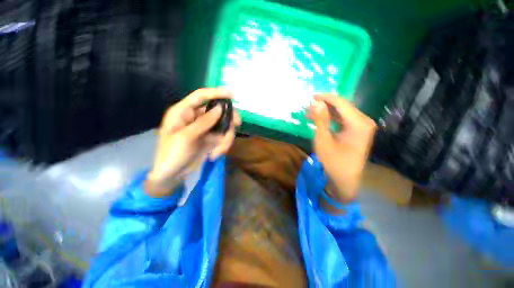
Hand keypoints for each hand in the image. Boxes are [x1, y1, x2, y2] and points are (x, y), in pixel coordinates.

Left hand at [145, 88, 240, 196]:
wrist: (172, 175)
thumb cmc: (171, 154)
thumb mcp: (186, 137)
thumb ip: (204, 122)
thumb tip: (220, 108)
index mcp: (183, 112)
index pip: (201, 96)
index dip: (217, 93)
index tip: (232, 95)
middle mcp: (196, 117)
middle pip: (217, 111)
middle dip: (228, 119)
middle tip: (237, 124)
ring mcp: (205, 128)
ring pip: (223, 126)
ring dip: (226, 138)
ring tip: (219, 151)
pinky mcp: (211, 138)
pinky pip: (223, 137)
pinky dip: (223, 146)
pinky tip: (215, 155)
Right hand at [309, 94, 376, 203]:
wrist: (345, 178)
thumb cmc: (333, 161)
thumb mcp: (323, 139)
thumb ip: (320, 119)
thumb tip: (315, 102)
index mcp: (358, 123)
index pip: (341, 102)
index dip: (325, 97)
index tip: (311, 97)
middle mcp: (364, 121)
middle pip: (343, 106)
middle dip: (325, 105)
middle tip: (309, 107)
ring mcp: (363, 126)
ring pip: (343, 112)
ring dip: (327, 111)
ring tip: (312, 114)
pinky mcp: (359, 130)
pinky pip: (345, 119)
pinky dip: (332, 118)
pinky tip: (322, 120)